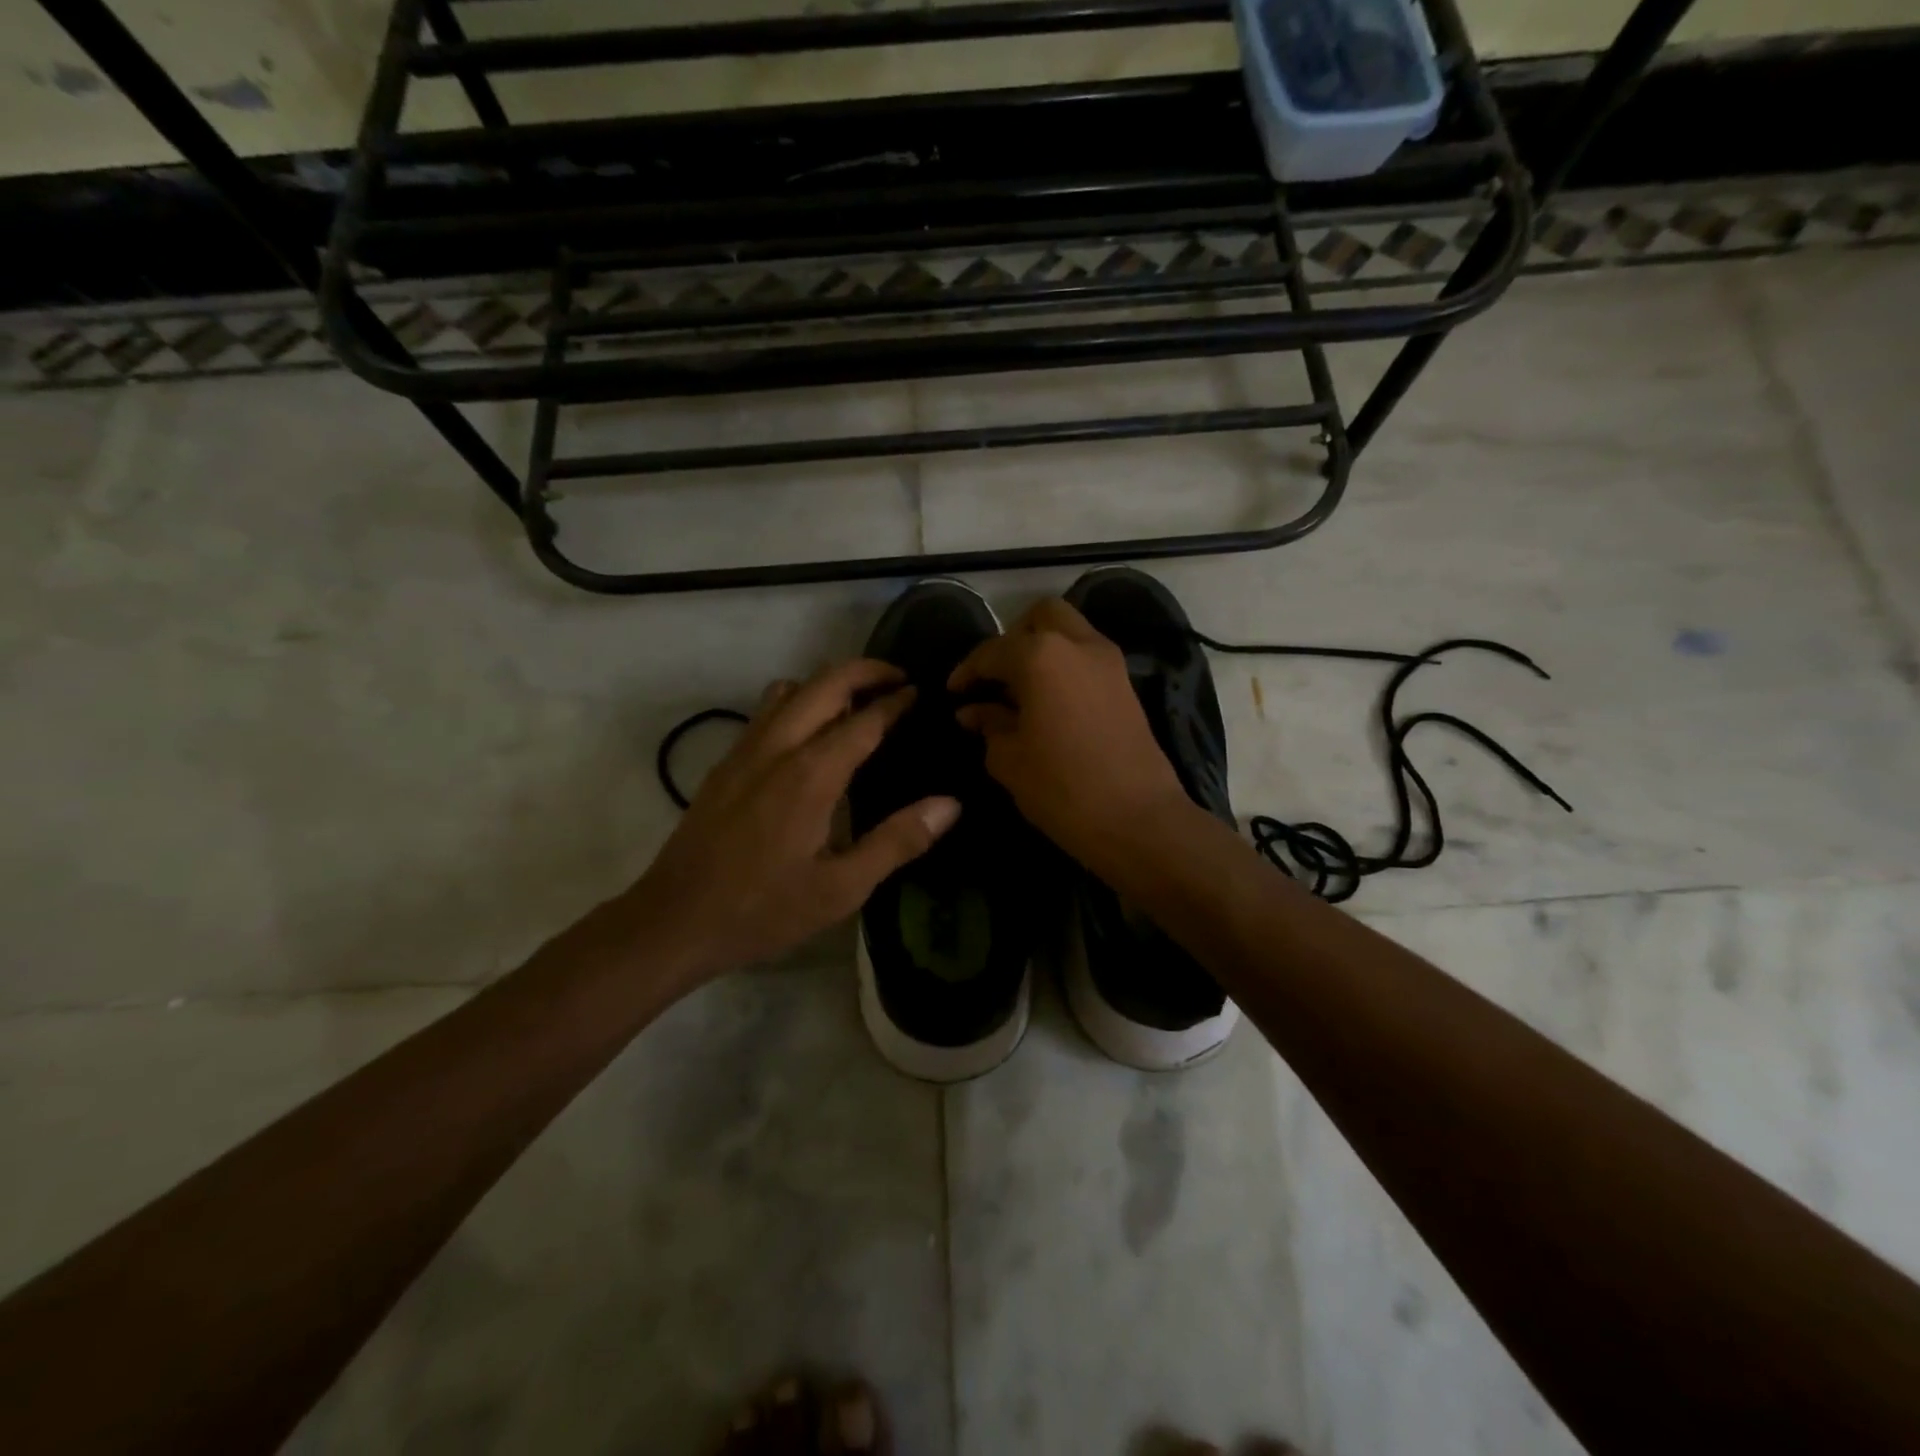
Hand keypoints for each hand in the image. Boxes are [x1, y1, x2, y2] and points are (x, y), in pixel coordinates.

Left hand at [624, 660, 962, 985]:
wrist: (674, 920)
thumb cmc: (763, 909)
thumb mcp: (841, 888)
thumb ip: (897, 841)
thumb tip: (949, 805)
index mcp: (811, 775)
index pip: (864, 719)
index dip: (896, 701)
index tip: (921, 692)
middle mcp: (777, 747)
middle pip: (824, 683)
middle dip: (865, 671)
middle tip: (898, 680)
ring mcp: (744, 751)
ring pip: (790, 689)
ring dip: (828, 683)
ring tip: (859, 703)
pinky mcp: (725, 764)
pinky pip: (766, 710)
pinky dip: (798, 701)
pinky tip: (811, 735)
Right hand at [948, 598, 1189, 866]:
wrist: (1137, 819)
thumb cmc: (1061, 788)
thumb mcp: (1009, 759)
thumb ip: (989, 724)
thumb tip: (973, 712)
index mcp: (1041, 656)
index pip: (992, 651)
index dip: (967, 671)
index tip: (952, 692)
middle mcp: (1078, 644)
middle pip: (1041, 616)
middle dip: (1012, 638)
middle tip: (995, 676)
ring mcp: (1109, 661)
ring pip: (1069, 631)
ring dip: (1042, 649)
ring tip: (1020, 690)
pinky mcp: (1126, 684)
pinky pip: (1087, 657)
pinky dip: (1064, 666)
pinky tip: (1048, 702)